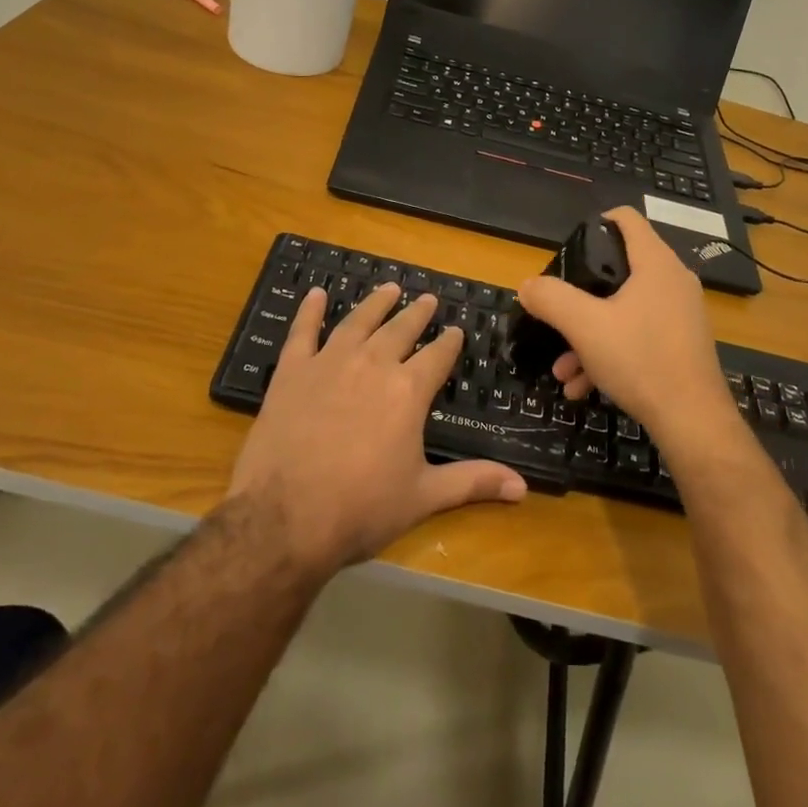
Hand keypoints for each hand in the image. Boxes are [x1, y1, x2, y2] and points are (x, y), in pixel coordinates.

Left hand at [228, 282, 526, 576]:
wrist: (284, 517)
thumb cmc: (361, 509)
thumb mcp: (423, 497)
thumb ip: (472, 482)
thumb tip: (523, 487)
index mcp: (408, 391)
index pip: (437, 355)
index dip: (449, 342)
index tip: (457, 330)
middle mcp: (373, 365)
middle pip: (400, 330)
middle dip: (417, 314)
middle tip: (427, 299)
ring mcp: (329, 363)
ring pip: (358, 322)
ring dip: (375, 303)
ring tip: (389, 288)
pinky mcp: (292, 372)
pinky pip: (302, 332)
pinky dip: (310, 311)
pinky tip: (316, 294)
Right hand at [515, 208, 736, 453]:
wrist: (692, 421)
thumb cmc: (640, 359)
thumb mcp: (584, 326)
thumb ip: (551, 299)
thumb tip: (528, 286)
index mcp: (655, 263)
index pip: (626, 219)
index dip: (597, 222)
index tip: (571, 246)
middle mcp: (673, 281)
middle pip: (619, 270)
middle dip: (581, 297)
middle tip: (558, 313)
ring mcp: (681, 314)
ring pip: (624, 311)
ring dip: (588, 336)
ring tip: (563, 370)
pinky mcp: (682, 344)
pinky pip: (638, 336)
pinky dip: (609, 354)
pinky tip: (583, 387)